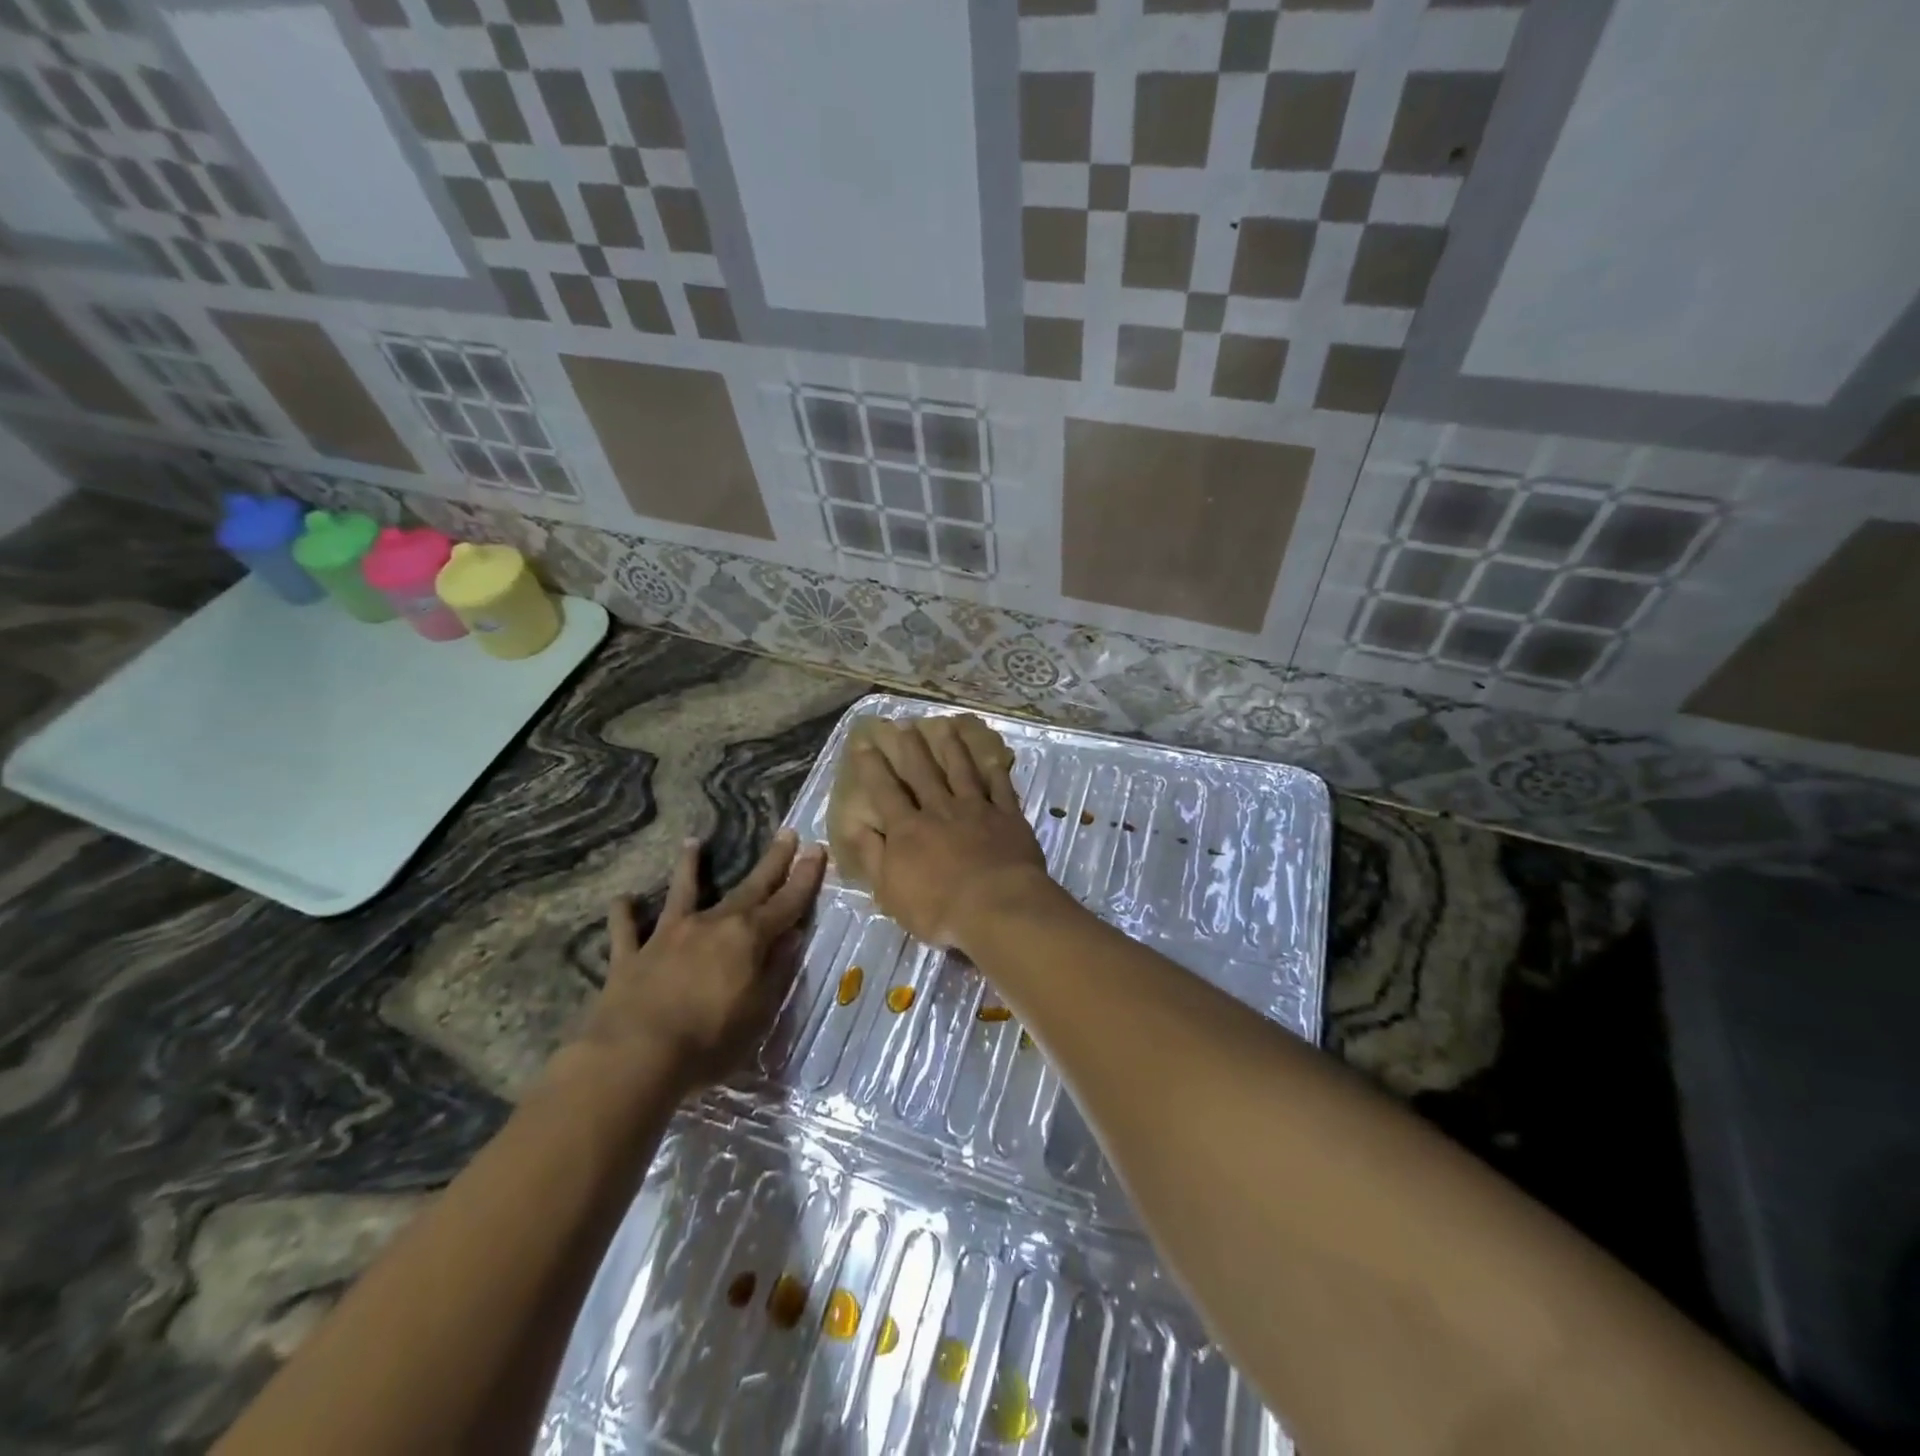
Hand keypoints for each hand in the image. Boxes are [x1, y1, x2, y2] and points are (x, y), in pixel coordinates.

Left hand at [580, 829, 824, 1093]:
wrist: (636, 1056)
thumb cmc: (709, 1041)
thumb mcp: (759, 1011)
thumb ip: (776, 970)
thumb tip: (791, 937)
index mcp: (748, 938)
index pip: (787, 902)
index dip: (805, 877)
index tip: (817, 848)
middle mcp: (712, 925)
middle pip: (749, 888)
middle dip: (771, 861)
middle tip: (786, 832)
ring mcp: (668, 936)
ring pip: (682, 893)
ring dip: (689, 868)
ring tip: (692, 842)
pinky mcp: (631, 956)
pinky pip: (626, 930)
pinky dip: (624, 913)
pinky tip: (622, 899)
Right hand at [838, 717, 1053, 949]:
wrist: (998, 908)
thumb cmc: (938, 908)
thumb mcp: (890, 890)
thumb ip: (872, 855)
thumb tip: (855, 825)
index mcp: (908, 829)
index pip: (885, 792)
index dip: (873, 767)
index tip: (864, 744)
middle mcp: (940, 810)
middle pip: (923, 772)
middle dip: (910, 747)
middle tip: (903, 723)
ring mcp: (977, 810)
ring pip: (961, 771)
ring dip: (951, 748)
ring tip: (944, 725)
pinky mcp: (1008, 817)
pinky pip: (1001, 787)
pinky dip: (995, 771)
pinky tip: (991, 756)